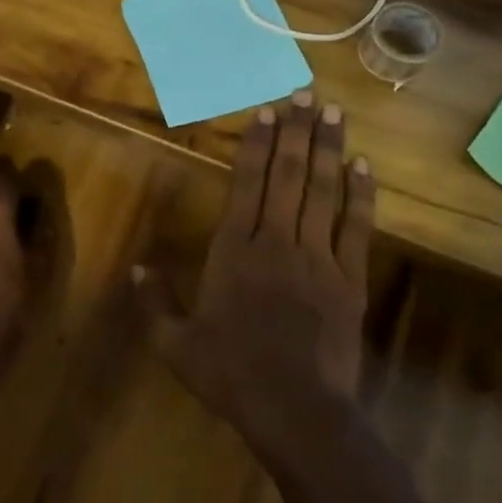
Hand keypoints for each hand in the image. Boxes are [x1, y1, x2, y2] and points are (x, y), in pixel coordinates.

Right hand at [134, 92, 375, 468]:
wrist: (294, 408)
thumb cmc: (229, 374)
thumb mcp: (175, 344)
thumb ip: (155, 302)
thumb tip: (137, 267)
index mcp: (233, 253)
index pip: (246, 187)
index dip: (257, 147)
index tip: (267, 112)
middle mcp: (276, 243)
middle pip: (287, 178)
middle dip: (295, 133)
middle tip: (303, 93)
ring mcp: (317, 258)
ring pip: (323, 193)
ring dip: (328, 150)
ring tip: (333, 112)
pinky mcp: (349, 279)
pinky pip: (356, 228)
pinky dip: (361, 196)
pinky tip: (364, 167)